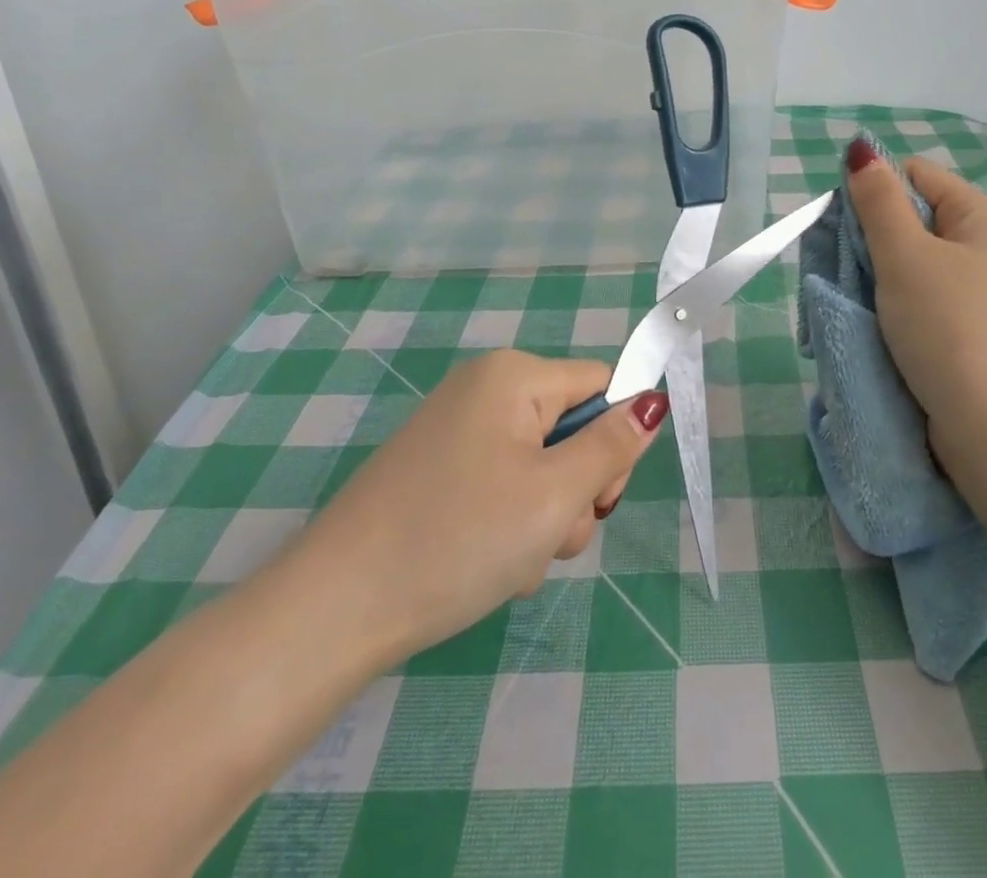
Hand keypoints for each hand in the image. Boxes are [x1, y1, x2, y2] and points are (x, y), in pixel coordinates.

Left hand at [293, 350, 668, 666]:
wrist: (335, 610)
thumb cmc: (458, 539)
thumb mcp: (554, 495)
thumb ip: (611, 447)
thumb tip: (651, 402)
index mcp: (514, 376)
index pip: (601, 385)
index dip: (614, 440)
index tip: (600, 498)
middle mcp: (484, 389)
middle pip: (570, 429)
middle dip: (575, 490)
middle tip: (551, 538)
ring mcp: (457, 431)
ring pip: (539, 466)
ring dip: (545, 518)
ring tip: (514, 563)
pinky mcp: (438, 470)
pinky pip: (502, 485)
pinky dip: (510, 525)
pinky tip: (489, 567)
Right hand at [847, 151, 986, 486]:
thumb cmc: (952, 331)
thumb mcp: (906, 256)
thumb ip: (878, 200)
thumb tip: (861, 149)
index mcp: (981, 218)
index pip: (915, 176)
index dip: (875, 192)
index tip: (847, 230)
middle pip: (913, 222)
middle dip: (873, 242)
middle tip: (848, 273)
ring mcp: (981, 297)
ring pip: (913, 268)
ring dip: (879, 283)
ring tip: (861, 307)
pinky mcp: (971, 337)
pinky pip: (923, 306)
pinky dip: (897, 314)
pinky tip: (880, 332)